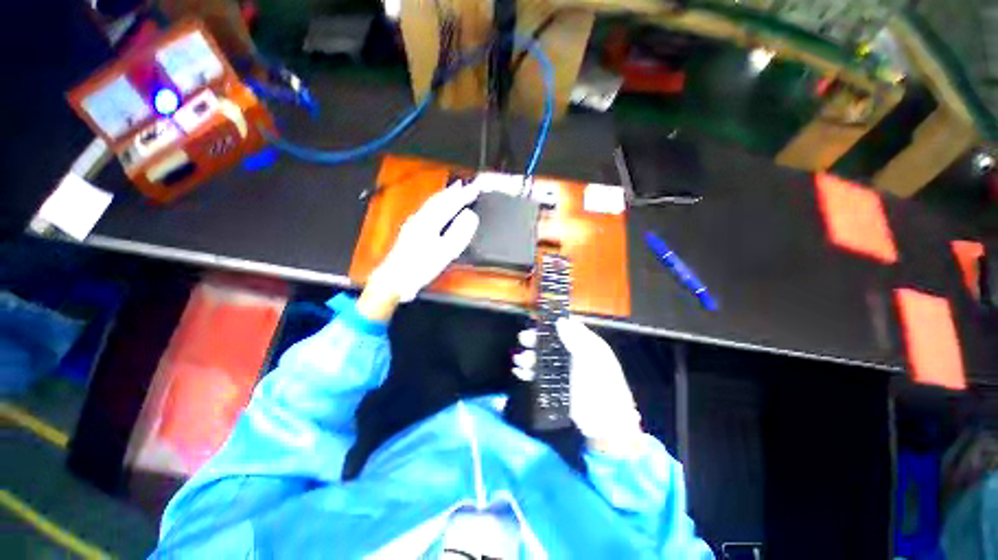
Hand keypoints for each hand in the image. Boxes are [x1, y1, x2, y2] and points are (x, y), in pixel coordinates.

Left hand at [367, 181, 480, 303]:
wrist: (394, 279)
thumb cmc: (420, 267)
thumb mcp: (445, 251)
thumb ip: (459, 232)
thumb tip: (470, 215)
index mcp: (430, 221)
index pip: (450, 204)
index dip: (463, 196)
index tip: (475, 188)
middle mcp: (420, 218)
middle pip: (438, 200)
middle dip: (452, 192)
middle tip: (464, 185)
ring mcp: (413, 224)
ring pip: (430, 204)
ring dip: (443, 197)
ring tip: (452, 191)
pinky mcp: (410, 231)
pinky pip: (426, 211)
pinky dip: (435, 206)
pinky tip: (436, 209)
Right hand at [513, 317, 642, 452]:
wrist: (605, 421)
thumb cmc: (602, 384)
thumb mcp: (591, 357)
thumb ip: (575, 338)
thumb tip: (560, 320)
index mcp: (585, 344)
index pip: (566, 327)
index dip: (552, 323)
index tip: (537, 322)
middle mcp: (572, 355)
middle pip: (550, 342)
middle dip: (535, 339)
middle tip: (524, 339)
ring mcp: (563, 371)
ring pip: (542, 358)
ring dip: (529, 356)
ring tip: (520, 359)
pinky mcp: (555, 387)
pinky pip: (538, 376)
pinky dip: (528, 372)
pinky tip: (519, 371)